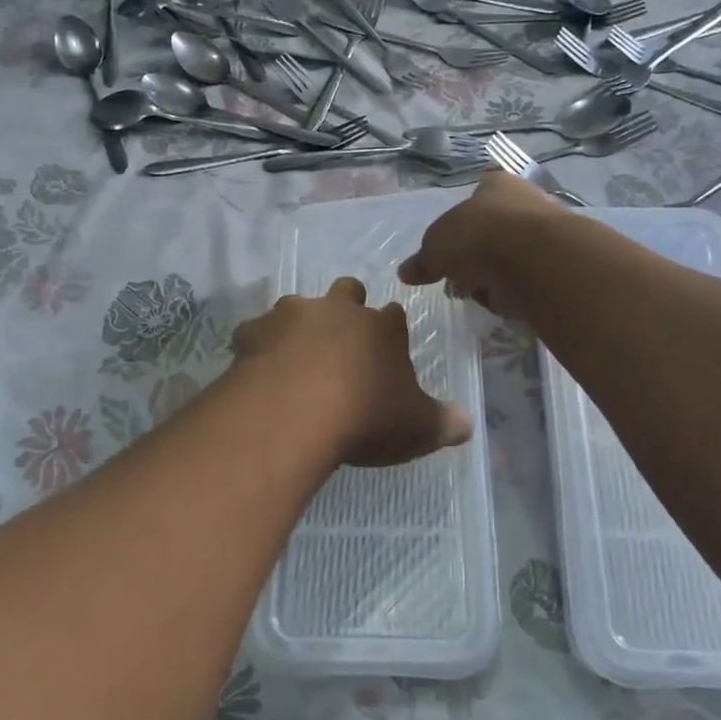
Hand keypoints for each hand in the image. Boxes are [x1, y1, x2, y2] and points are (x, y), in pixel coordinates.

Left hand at [231, 277, 472, 467]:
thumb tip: (468, 423)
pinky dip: (259, 346)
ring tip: (297, 357)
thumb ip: (444, 422)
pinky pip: (255, 332)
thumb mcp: (416, 428)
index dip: (390, 329)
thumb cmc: (365, 417)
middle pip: (347, 291)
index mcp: (382, 327)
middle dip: (347, 307)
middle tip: (343, 341)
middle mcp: (338, 310)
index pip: (394, 315)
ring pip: (298, 305)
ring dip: (300, 325)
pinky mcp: (253, 332)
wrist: (294, 413)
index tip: (387, 349)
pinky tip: (259, 369)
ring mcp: (292, 315)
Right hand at [398, 173, 567, 321]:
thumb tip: (405, 272)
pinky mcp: (563, 262)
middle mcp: (526, 199)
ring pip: (513, 257)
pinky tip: (509, 301)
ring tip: (486, 295)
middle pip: (494, 232)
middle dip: (476, 259)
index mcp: (494, 185)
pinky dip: (518, 291)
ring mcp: (549, 230)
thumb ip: (422, 260)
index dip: (457, 230)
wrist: (536, 259)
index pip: (474, 200)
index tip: (448, 257)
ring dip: (497, 277)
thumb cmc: (478, 237)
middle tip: (463, 282)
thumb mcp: (435, 248)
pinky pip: (532, 278)